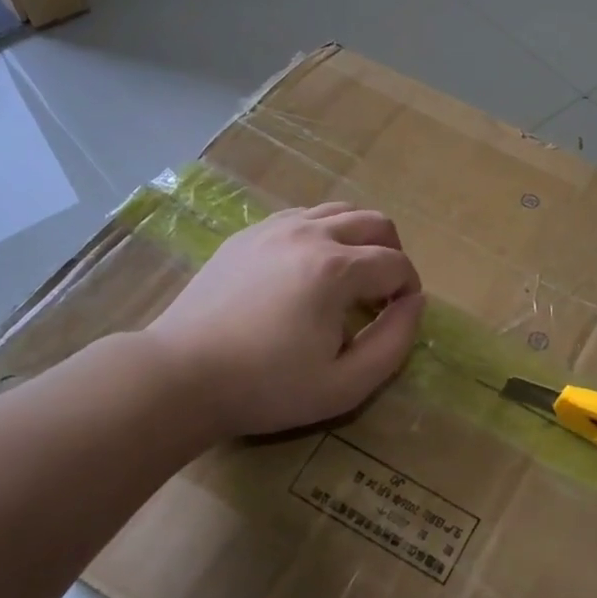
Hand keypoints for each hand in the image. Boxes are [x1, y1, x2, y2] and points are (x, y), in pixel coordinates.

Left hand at [146, 203, 424, 438]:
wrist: (181, 375)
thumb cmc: (267, 386)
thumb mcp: (345, 385)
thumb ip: (394, 343)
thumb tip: (415, 303)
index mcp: (336, 268)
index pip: (397, 263)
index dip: (409, 289)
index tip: (398, 317)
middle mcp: (310, 234)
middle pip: (375, 221)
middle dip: (392, 253)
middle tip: (383, 293)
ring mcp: (274, 228)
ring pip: (338, 211)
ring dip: (359, 238)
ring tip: (351, 278)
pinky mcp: (247, 234)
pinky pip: (302, 217)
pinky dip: (323, 233)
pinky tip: (310, 270)